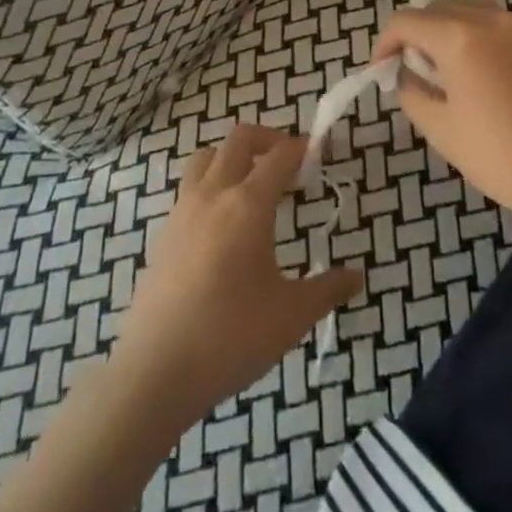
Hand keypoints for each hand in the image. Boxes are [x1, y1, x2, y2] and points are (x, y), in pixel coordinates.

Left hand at [112, 125, 361, 425]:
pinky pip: (190, 188)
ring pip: (207, 157)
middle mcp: (213, 195)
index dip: (302, 148)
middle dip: (269, 139)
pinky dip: (211, 186)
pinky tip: (223, 225)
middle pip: (239, 140)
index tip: (319, 154)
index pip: (280, 156)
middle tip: (290, 164)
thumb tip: (357, 277)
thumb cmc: (230, 337)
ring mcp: (182, 212)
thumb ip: (327, 290)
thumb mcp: (291, 316)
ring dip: (233, 157)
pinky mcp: (164, 235)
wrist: (154, 372)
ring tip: (253, 185)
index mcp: (248, 204)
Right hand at [376, 3, 511, 230]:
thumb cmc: (502, 156)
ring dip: (449, 31)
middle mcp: (491, 18)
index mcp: (460, 37)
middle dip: (417, 35)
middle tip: (415, 73)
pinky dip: (480, 36)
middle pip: (438, 9)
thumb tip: (405, 74)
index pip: (406, 21)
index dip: (385, 43)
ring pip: (470, 10)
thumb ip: (412, 93)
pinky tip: (486, 74)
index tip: (382, 70)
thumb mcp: (442, 131)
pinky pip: (499, 23)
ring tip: (450, 71)